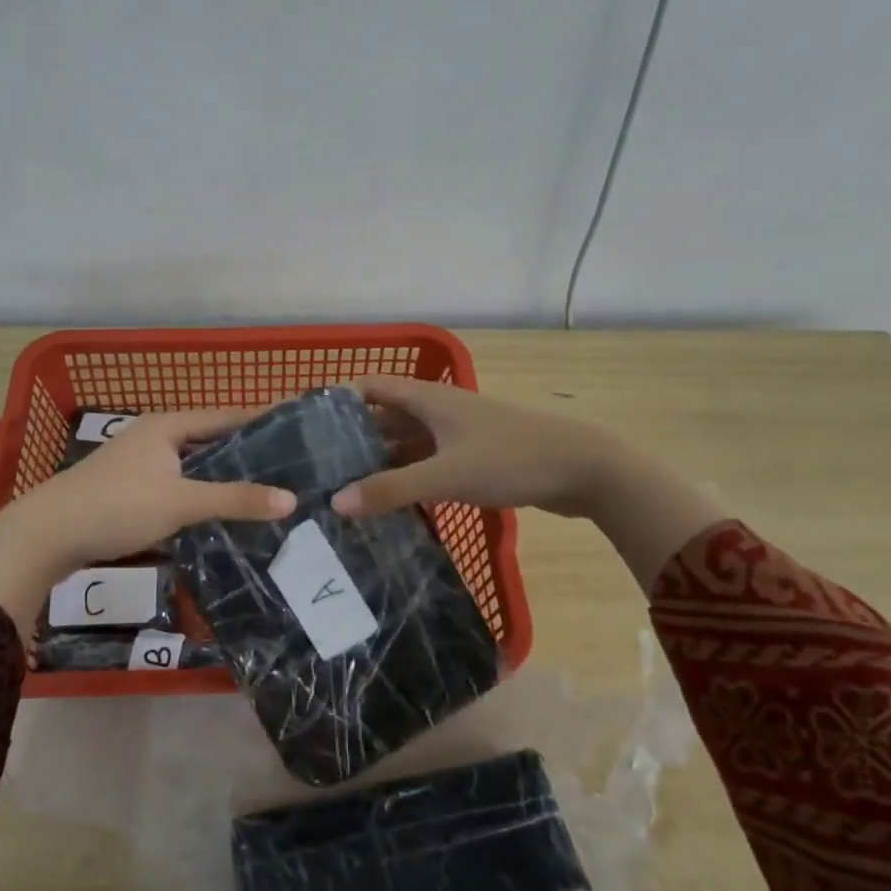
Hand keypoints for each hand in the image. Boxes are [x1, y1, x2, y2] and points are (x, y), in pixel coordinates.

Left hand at [0, 408, 295, 636]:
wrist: (46, 535)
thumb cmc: (117, 506)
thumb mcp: (180, 502)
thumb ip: (234, 499)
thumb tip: (291, 499)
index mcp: (167, 426)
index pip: (225, 416)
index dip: (260, 420)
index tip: (295, 426)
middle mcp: (153, 437)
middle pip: (208, 439)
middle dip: (244, 452)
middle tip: (287, 465)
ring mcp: (138, 464)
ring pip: (191, 466)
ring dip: (221, 476)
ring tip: (262, 489)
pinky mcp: (128, 490)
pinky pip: (176, 486)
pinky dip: (199, 494)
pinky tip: (217, 512)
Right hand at [329, 376, 621, 518]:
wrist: (585, 469)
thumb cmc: (511, 459)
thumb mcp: (446, 475)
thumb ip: (390, 488)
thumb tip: (335, 503)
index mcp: (428, 399)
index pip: (371, 387)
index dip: (338, 400)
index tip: (305, 425)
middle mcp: (438, 410)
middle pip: (385, 417)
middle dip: (353, 438)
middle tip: (318, 467)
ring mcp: (457, 434)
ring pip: (407, 443)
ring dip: (380, 461)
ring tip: (344, 488)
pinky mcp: (473, 456)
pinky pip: (427, 462)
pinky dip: (406, 476)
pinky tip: (389, 501)